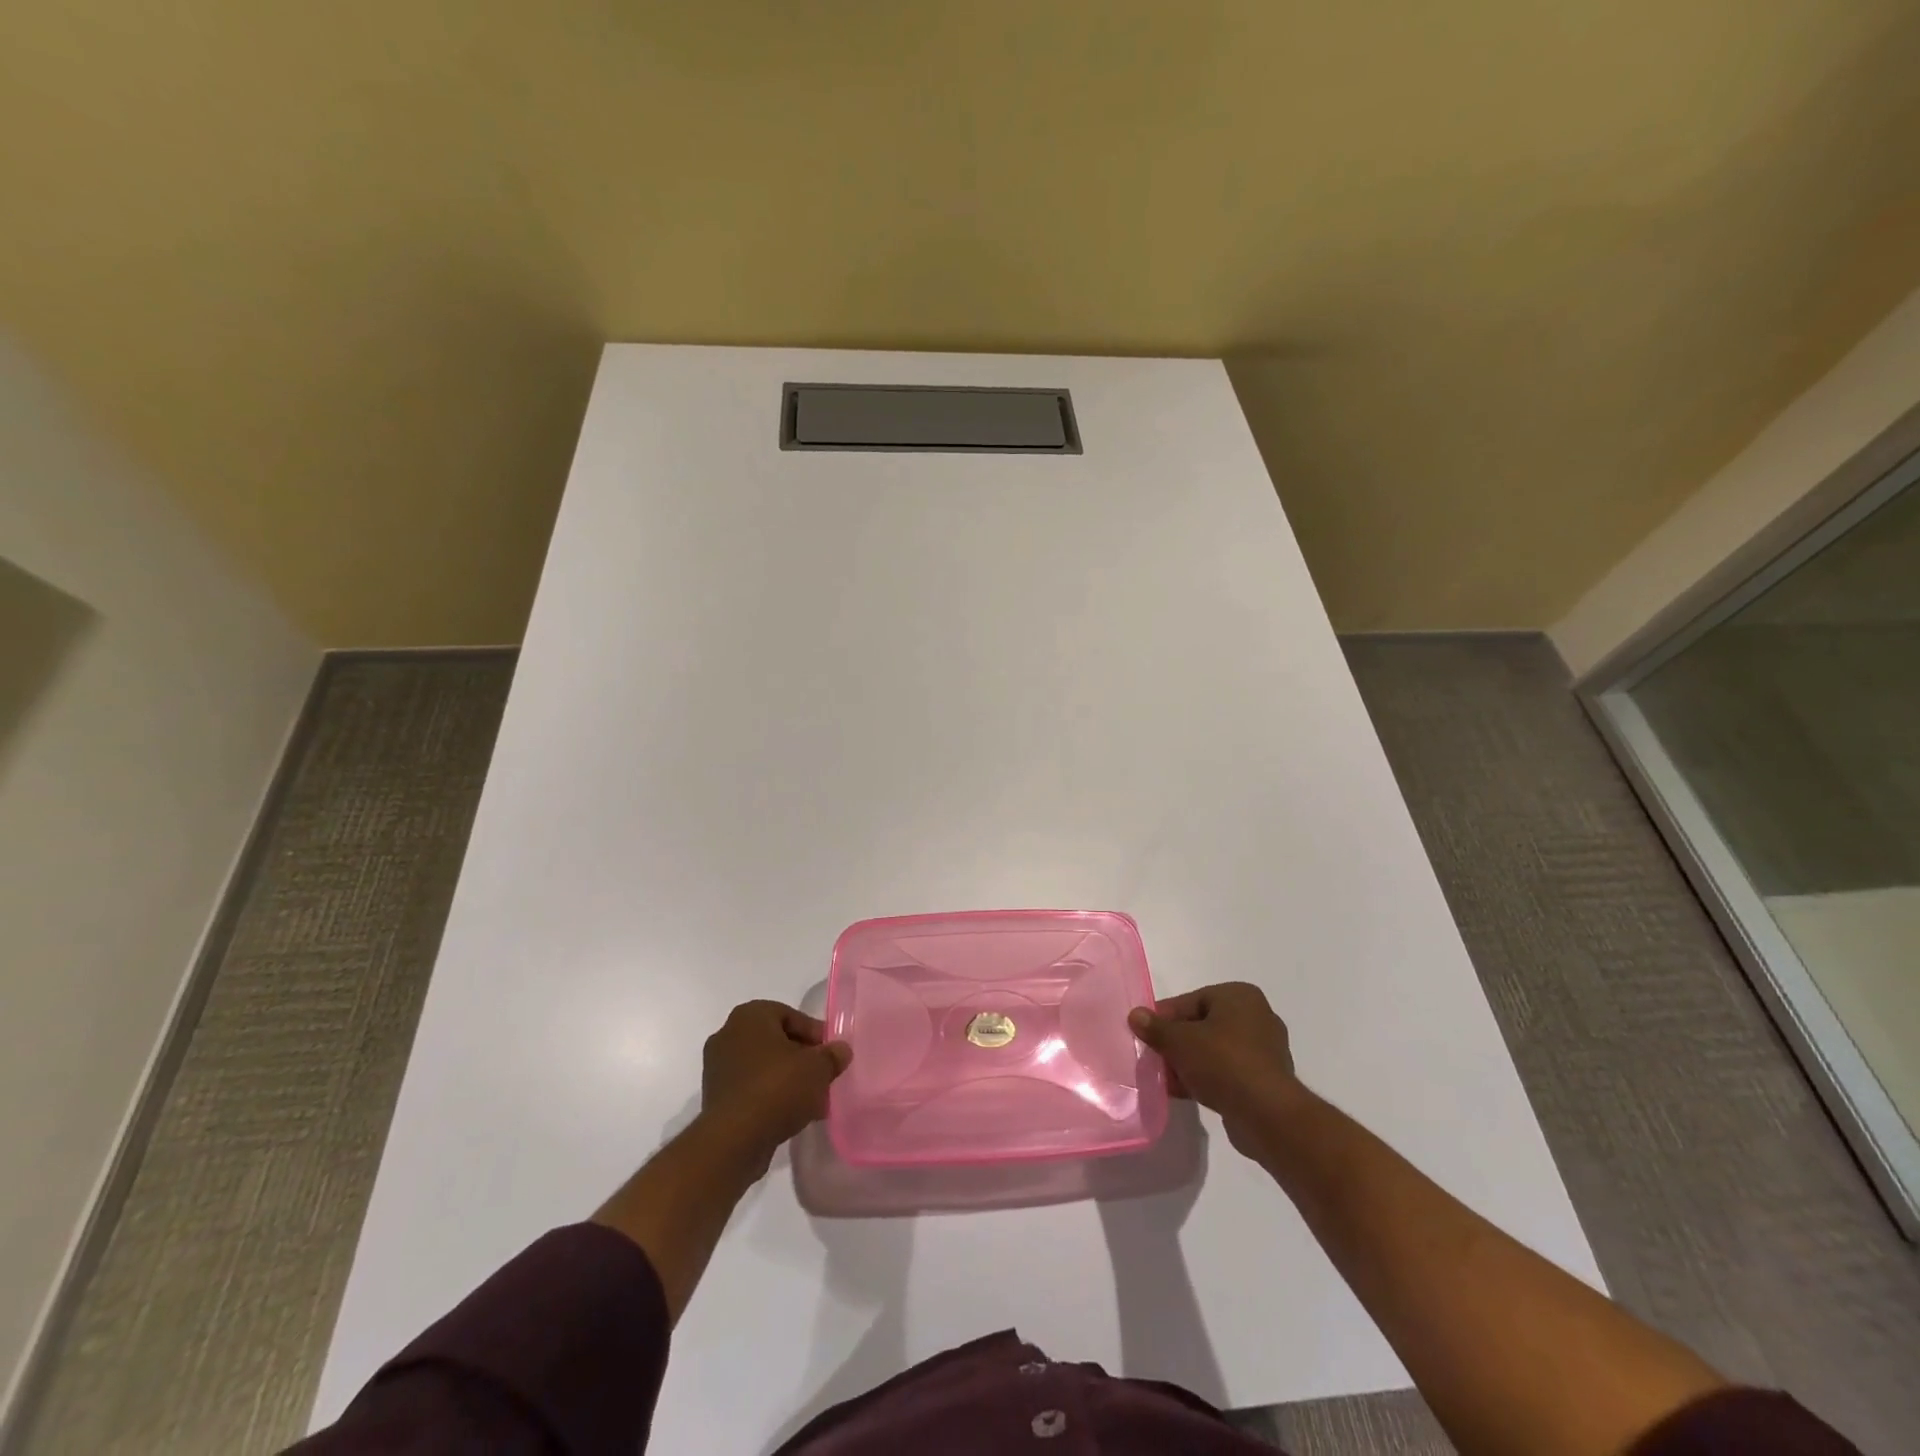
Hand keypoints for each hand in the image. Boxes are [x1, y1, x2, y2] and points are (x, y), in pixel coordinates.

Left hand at [700, 1000, 850, 1167]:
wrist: (733, 1140)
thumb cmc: (777, 1088)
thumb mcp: (818, 1068)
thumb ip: (832, 1056)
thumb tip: (841, 1050)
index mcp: (750, 1016)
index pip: (790, 1015)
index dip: (814, 1034)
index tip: (830, 1054)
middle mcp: (728, 1034)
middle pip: (776, 1041)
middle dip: (801, 1058)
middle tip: (822, 1075)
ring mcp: (718, 1068)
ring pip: (763, 1067)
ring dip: (787, 1079)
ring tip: (812, 1100)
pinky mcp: (715, 1098)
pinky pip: (751, 1089)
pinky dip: (770, 1097)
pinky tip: (792, 1115)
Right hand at [1129, 982, 1304, 1159]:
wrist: (1266, 1115)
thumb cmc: (1223, 1062)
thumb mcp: (1179, 1041)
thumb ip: (1155, 1027)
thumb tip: (1135, 1015)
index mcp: (1240, 996)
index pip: (1191, 1000)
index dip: (1164, 1017)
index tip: (1145, 1034)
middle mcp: (1257, 1017)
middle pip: (1202, 1025)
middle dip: (1176, 1042)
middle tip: (1153, 1056)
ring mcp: (1265, 1051)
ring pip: (1214, 1051)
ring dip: (1188, 1063)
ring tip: (1164, 1078)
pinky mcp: (1266, 1080)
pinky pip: (1227, 1072)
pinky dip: (1206, 1078)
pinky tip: (1183, 1092)